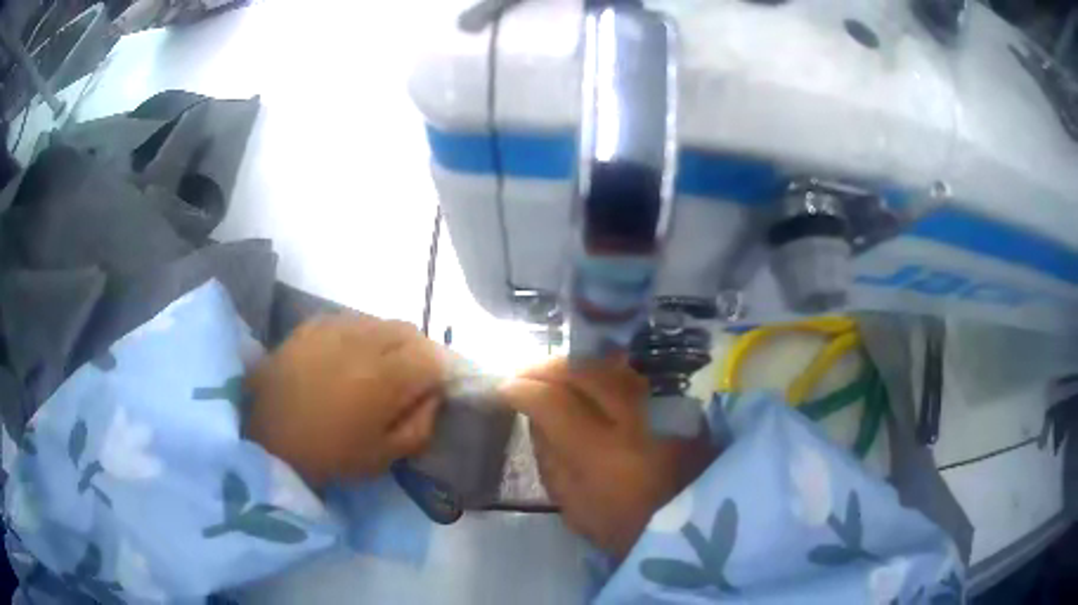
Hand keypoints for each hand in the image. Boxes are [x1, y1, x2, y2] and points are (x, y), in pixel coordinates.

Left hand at [245, 314, 445, 485]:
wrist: (264, 436)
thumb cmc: (327, 455)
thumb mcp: (383, 456)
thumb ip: (420, 425)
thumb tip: (434, 396)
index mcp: (384, 377)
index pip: (433, 357)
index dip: (440, 373)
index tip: (433, 392)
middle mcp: (363, 341)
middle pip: (409, 331)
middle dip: (419, 352)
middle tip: (410, 379)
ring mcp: (335, 327)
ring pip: (381, 322)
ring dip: (391, 341)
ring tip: (379, 367)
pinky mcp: (312, 324)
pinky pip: (351, 320)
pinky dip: (362, 335)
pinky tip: (349, 357)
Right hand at [499, 357, 714, 558]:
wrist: (687, 524)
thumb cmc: (623, 528)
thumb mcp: (573, 506)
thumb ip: (550, 458)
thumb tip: (534, 416)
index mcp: (602, 455)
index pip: (554, 404)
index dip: (524, 391)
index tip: (505, 390)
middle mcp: (633, 421)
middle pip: (584, 372)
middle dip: (547, 367)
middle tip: (525, 374)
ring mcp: (660, 407)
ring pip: (610, 366)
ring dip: (575, 364)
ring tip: (553, 372)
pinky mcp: (676, 403)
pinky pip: (631, 374)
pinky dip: (604, 370)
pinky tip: (588, 376)